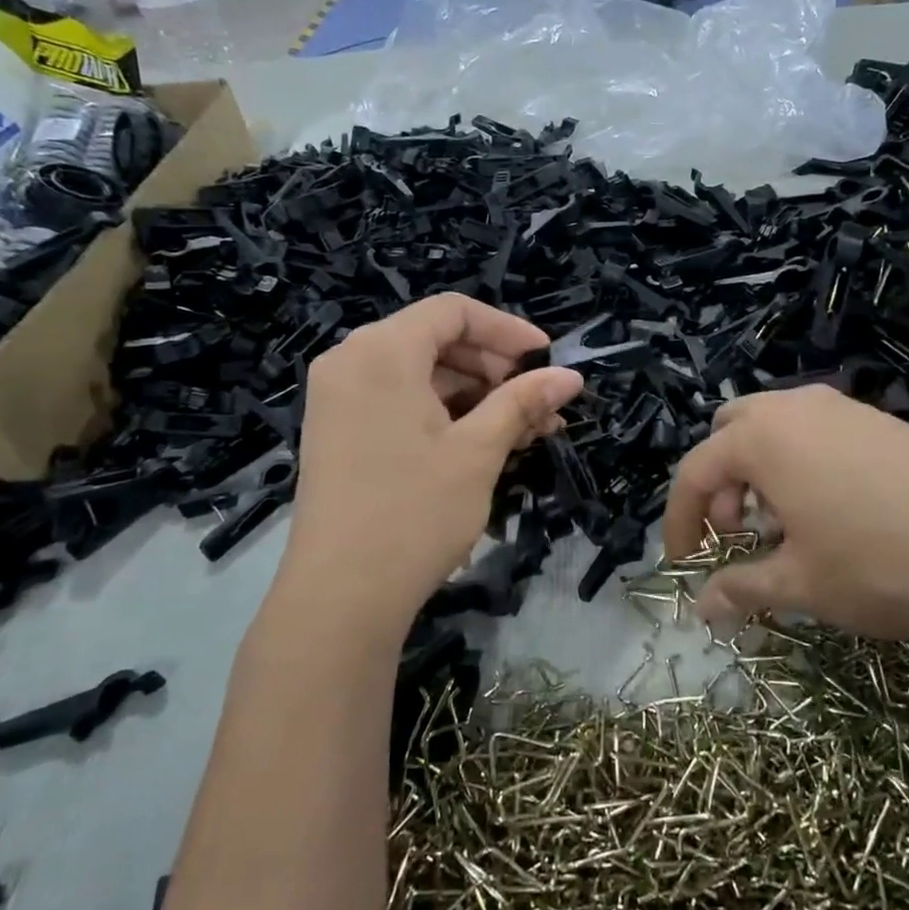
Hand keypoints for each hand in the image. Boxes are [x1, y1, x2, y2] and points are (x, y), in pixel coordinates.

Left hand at [278, 295, 581, 642]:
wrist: (340, 597)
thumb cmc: (415, 512)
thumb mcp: (479, 451)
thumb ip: (523, 402)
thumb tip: (571, 376)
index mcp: (381, 351)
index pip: (453, 312)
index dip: (507, 329)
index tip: (548, 360)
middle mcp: (351, 361)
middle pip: (436, 341)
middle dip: (496, 369)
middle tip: (542, 406)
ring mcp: (338, 399)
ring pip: (421, 375)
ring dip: (476, 396)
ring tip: (525, 432)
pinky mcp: (337, 432)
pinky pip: (399, 402)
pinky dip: (443, 414)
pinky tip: (484, 444)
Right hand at [662, 386, 908, 649]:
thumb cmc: (876, 565)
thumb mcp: (798, 584)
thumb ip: (740, 587)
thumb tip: (702, 608)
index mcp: (761, 438)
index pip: (695, 472)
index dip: (680, 520)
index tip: (685, 564)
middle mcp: (795, 407)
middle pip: (729, 433)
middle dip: (720, 483)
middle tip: (738, 534)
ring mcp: (842, 408)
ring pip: (774, 427)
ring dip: (758, 471)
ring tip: (783, 525)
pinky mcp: (880, 420)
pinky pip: (815, 431)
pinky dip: (798, 462)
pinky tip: (830, 511)